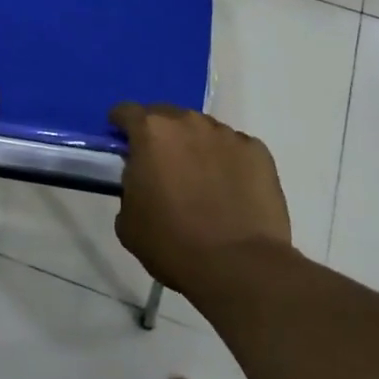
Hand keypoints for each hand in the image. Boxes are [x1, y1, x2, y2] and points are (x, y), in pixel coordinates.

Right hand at [111, 103, 291, 294]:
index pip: (126, 112)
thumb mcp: (128, 219)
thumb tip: (142, 178)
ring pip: (203, 131)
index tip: (122, 142)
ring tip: (200, 180)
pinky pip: (234, 149)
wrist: (239, 266)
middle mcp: (189, 122)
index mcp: (151, 132)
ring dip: (195, 147)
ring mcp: (227, 134)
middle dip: (160, 135)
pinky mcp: (258, 151)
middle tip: (161, 165)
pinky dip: (227, 162)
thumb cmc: (172, 243)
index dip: (120, 125)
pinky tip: (230, 190)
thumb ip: (130, 184)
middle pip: (167, 116)